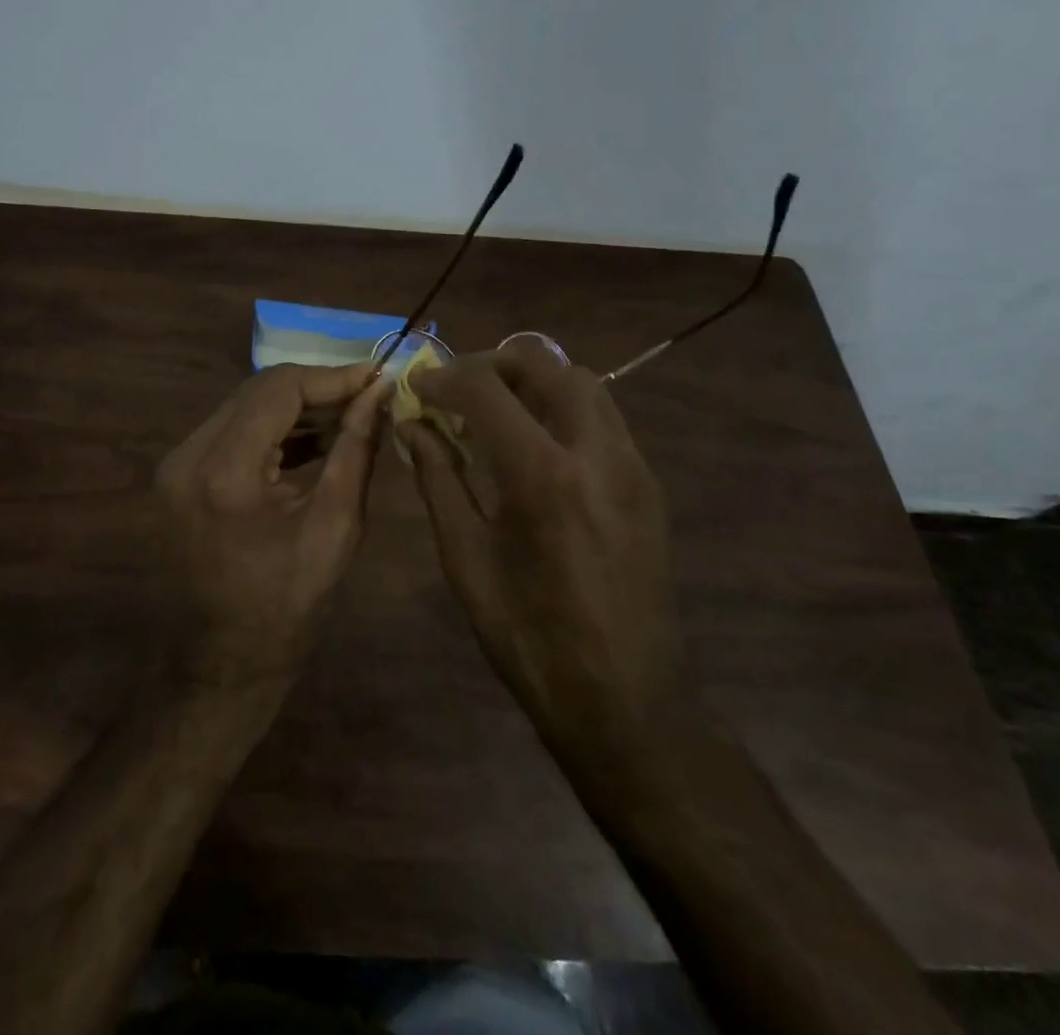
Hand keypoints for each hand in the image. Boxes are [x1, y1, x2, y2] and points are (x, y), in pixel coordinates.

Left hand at [156, 362, 391, 686]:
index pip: (279, 389)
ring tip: (349, 414)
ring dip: (296, 407)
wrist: (226, 658)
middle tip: (367, 395)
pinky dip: (272, 428)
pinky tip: (314, 436)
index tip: (376, 377)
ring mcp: (177, 464)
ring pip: (244, 406)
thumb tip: (380, 393)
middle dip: (316, 388)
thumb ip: (357, 448)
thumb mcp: (336, 524)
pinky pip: (231, 431)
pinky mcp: (179, 474)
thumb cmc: (290, 603)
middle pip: (257, 391)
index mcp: (225, 472)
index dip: (332, 376)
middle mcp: (189, 456)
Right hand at [399, 338, 688, 758]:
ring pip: (582, 381)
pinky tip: (536, 445)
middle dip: (491, 363)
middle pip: (543, 361)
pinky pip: (603, 416)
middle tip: (457, 391)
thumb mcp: (466, 559)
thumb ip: (438, 479)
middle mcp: (595, 451)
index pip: (485, 388)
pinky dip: (562, 406)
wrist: (625, 699)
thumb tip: (413, 425)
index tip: (418, 387)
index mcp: (541, 475)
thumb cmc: (529, 637)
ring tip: (496, 412)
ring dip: (532, 379)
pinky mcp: (647, 482)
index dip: (443, 377)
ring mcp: (631, 464)